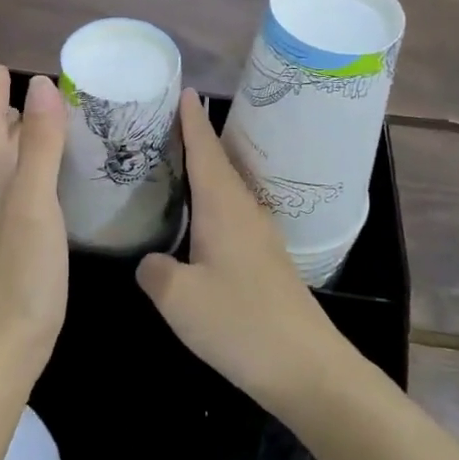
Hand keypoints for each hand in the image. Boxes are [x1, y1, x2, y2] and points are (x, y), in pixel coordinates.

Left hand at [0, 67, 68, 387]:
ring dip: (16, 146)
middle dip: (9, 115)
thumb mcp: (34, 203)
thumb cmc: (18, 275)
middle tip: (42, 96)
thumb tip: (41, 84)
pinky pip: (5, 197)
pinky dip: (22, 177)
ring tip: (46, 134)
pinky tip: (41, 191)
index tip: (8, 68)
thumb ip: (40, 144)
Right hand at [137, 91, 346, 413]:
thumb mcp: (178, 299)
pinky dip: (210, 201)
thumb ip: (155, 271)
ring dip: (202, 170)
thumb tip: (150, 261)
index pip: (204, 150)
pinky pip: (230, 214)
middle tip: (161, 121)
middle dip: (193, 138)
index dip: (191, 120)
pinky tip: (196, 217)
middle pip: (217, 163)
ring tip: (172, 161)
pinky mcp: (264, 261)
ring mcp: (259, 237)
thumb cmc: (240, 324)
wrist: (308, 370)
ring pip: (225, 189)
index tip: (181, 89)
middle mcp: (244, 212)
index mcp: (223, 208)